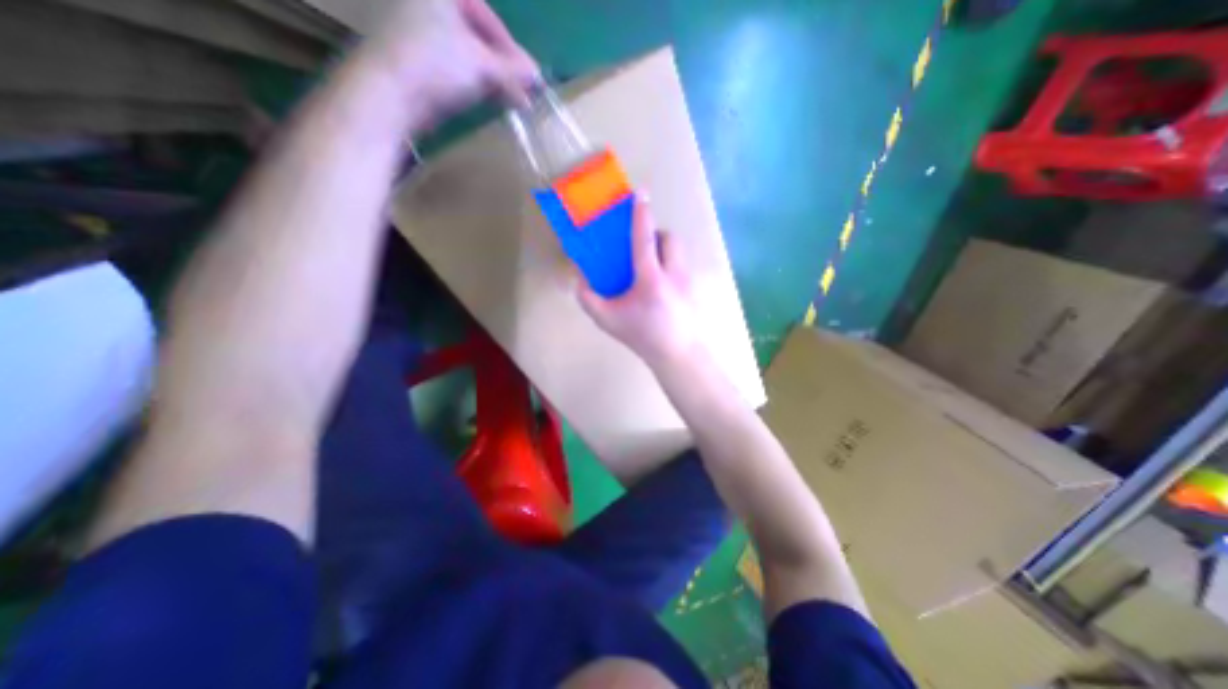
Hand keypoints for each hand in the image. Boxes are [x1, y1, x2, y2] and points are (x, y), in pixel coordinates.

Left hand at [360, 1, 538, 126]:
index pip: (485, 14)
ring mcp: (418, 35)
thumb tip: (538, 75)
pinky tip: (493, 100)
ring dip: (494, 79)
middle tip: (524, 91)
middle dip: (504, 66)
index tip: (528, 74)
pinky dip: (477, 84)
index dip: (510, 46)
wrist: (391, 96)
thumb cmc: (437, 64)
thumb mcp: (483, 65)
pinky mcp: (417, 64)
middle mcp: (425, 6)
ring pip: (467, 55)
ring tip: (515, 101)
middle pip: (477, 36)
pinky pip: (455, 69)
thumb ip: (513, 69)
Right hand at [575, 194, 698, 364]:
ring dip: (664, 251)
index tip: (640, 193)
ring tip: (651, 269)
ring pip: (678, 252)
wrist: (678, 354)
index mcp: (650, 279)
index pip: (644, 239)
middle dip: (656, 235)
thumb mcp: (607, 320)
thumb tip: (580, 280)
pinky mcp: (696, 288)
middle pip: (669, 238)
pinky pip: (682, 266)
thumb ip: (588, 299)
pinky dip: (671, 267)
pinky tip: (663, 289)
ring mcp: (688, 280)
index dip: (641, 215)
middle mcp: (673, 274)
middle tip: (643, 249)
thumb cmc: (642, 336)